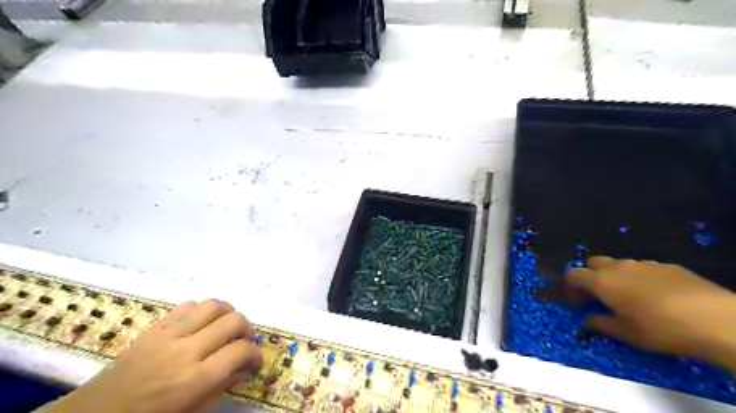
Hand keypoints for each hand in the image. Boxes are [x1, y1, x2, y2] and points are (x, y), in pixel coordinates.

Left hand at [45, 298, 260, 412]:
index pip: (241, 351)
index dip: (256, 354)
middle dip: (247, 329)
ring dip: (228, 313)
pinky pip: (188, 305)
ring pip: (214, 305)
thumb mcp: (194, 412)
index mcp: (196, 379)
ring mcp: (169, 334)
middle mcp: (186, 350)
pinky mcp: (155, 326)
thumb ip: (223, 386)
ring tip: (227, 327)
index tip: (255, 361)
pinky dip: (202, 311)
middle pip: (233, 320)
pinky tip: (201, 324)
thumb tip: (246, 368)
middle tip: (244, 341)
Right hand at [568, 257, 735, 370]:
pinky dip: (639, 277)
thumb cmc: (660, 329)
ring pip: (619, 264)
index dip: (570, 286)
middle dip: (590, 275)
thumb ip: (600, 324)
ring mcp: (643, 264)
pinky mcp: (667, 266)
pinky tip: (656, 295)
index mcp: (602, 282)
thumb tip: (586, 320)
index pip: (574, 274)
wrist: (715, 320)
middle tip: (599, 295)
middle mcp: (618, 267)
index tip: (578, 302)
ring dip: (615, 276)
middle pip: (593, 262)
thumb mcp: (626, 333)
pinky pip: (643, 268)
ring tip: (628, 296)